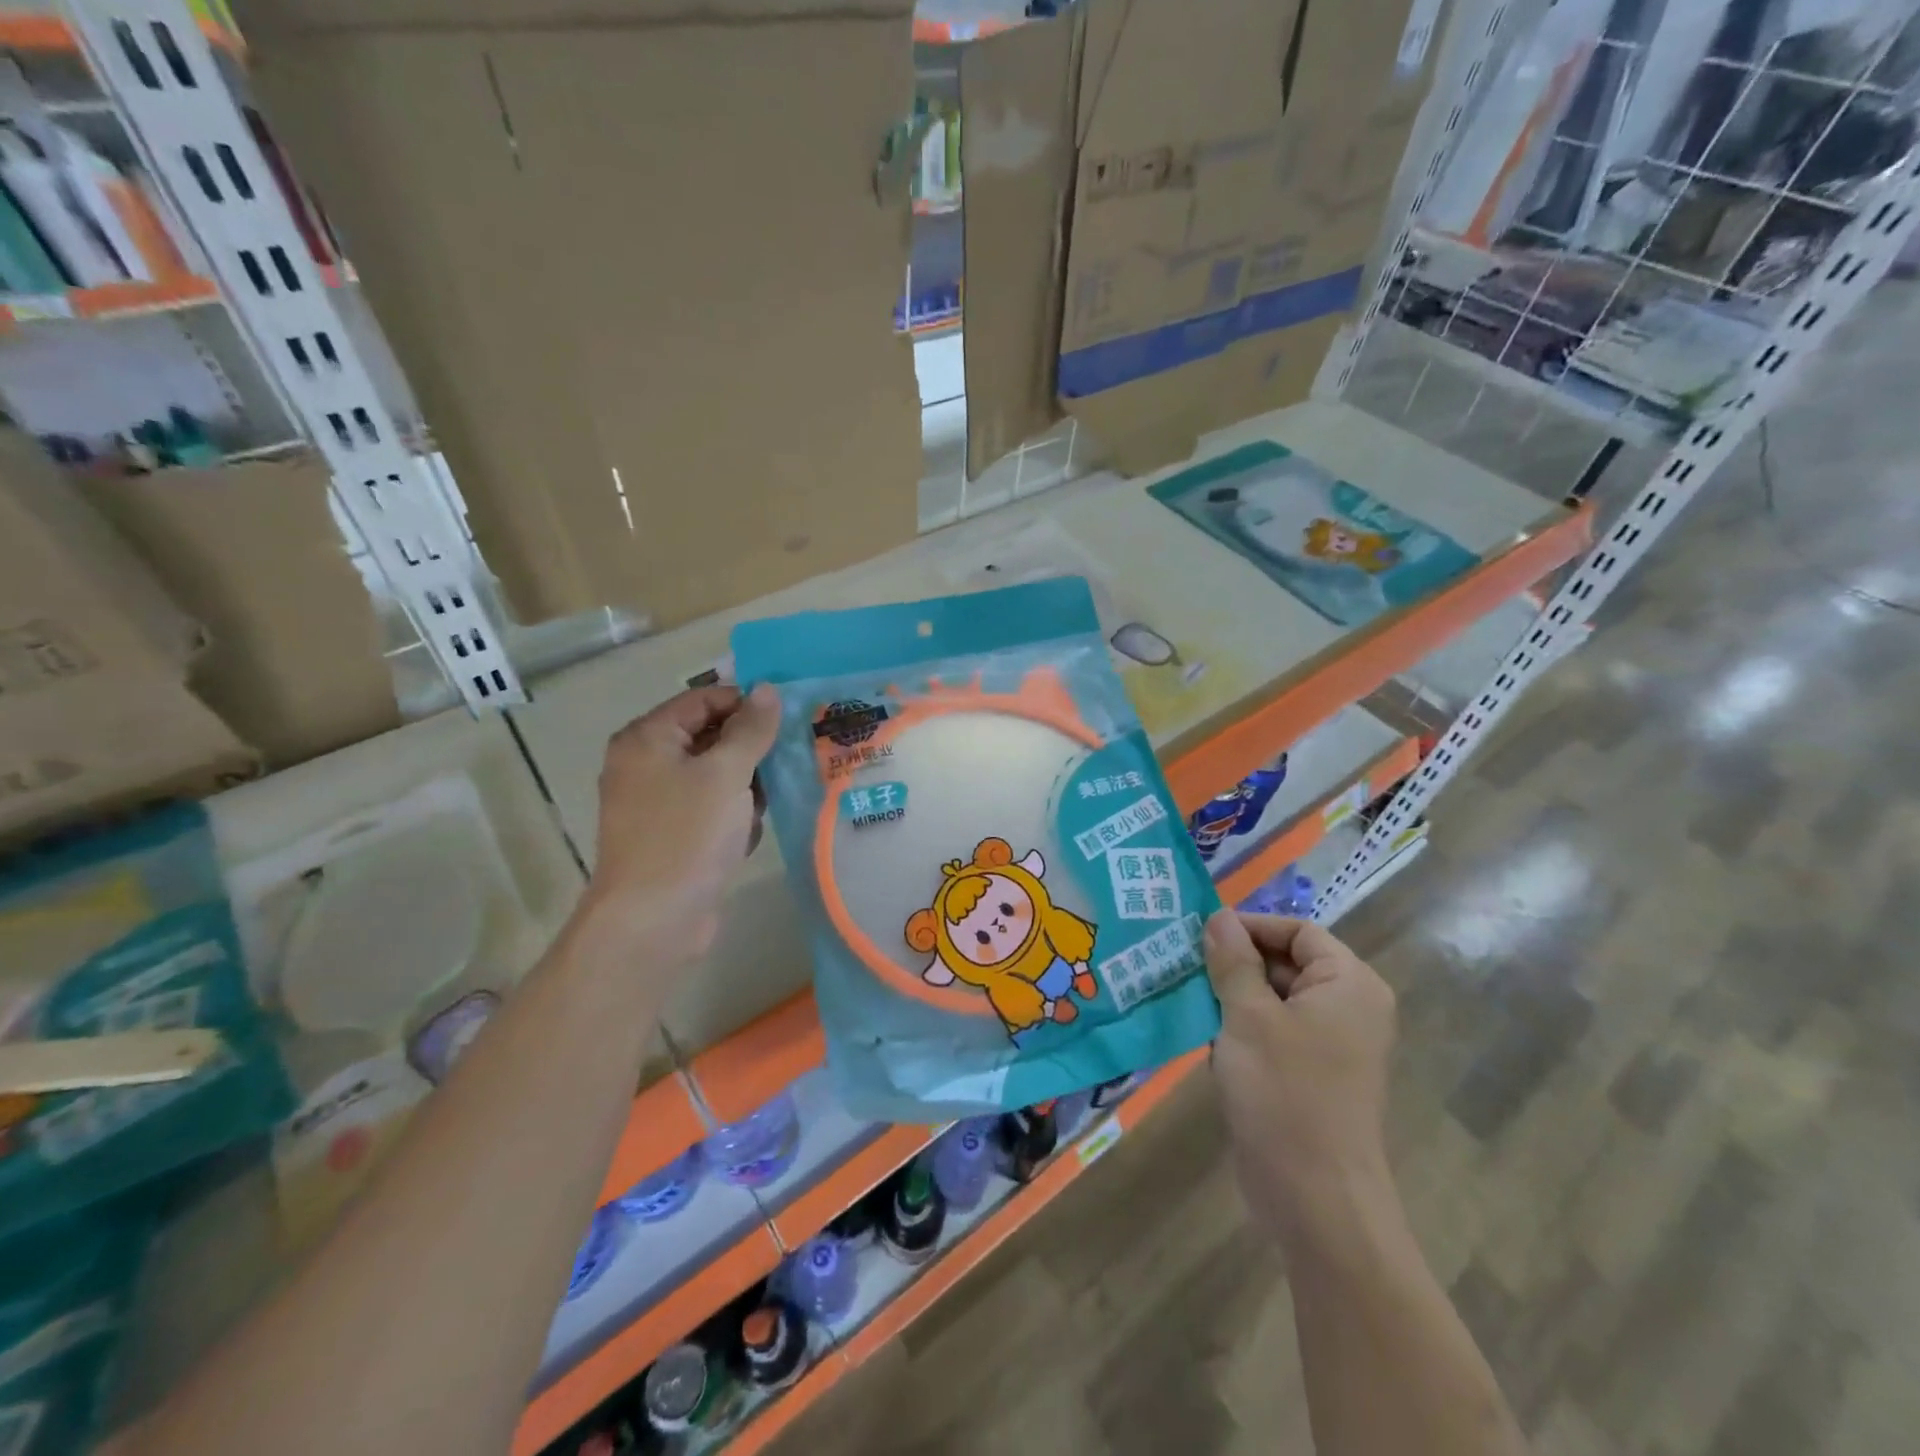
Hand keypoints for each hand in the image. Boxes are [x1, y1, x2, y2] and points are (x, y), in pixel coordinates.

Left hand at [583, 684, 779, 964]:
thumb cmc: (687, 835)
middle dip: (750, 752)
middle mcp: (646, 764)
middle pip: (710, 737)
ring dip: (746, 789)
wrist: (653, 921)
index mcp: (648, 738)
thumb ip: (751, 729)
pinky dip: (732, 817)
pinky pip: (710, 809)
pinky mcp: (671, 835)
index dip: (746, 705)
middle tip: (788, 762)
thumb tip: (767, 689)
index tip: (788, 722)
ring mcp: (656, 802)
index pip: (703, 700)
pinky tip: (746, 836)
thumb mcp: (727, 774)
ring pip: (716, 776)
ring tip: (763, 808)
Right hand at [1203, 911, 1396, 1235]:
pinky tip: (1207, 1042)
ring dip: (1231, 997)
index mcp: (1348, 985)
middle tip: (1183, 963)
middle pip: (1285, 962)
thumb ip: (1232, 962)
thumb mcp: (1249, 1017)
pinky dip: (1240, 1030)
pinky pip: (1272, 1033)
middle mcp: (1347, 1008)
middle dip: (1235, 962)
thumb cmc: (1286, 1094)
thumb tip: (1218, 917)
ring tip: (1186, 997)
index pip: (1297, 931)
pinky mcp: (1309, 1075)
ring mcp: (1330, 1045)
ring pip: (1273, 999)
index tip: (1201, 934)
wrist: (1316, 1200)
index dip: (1251, 926)